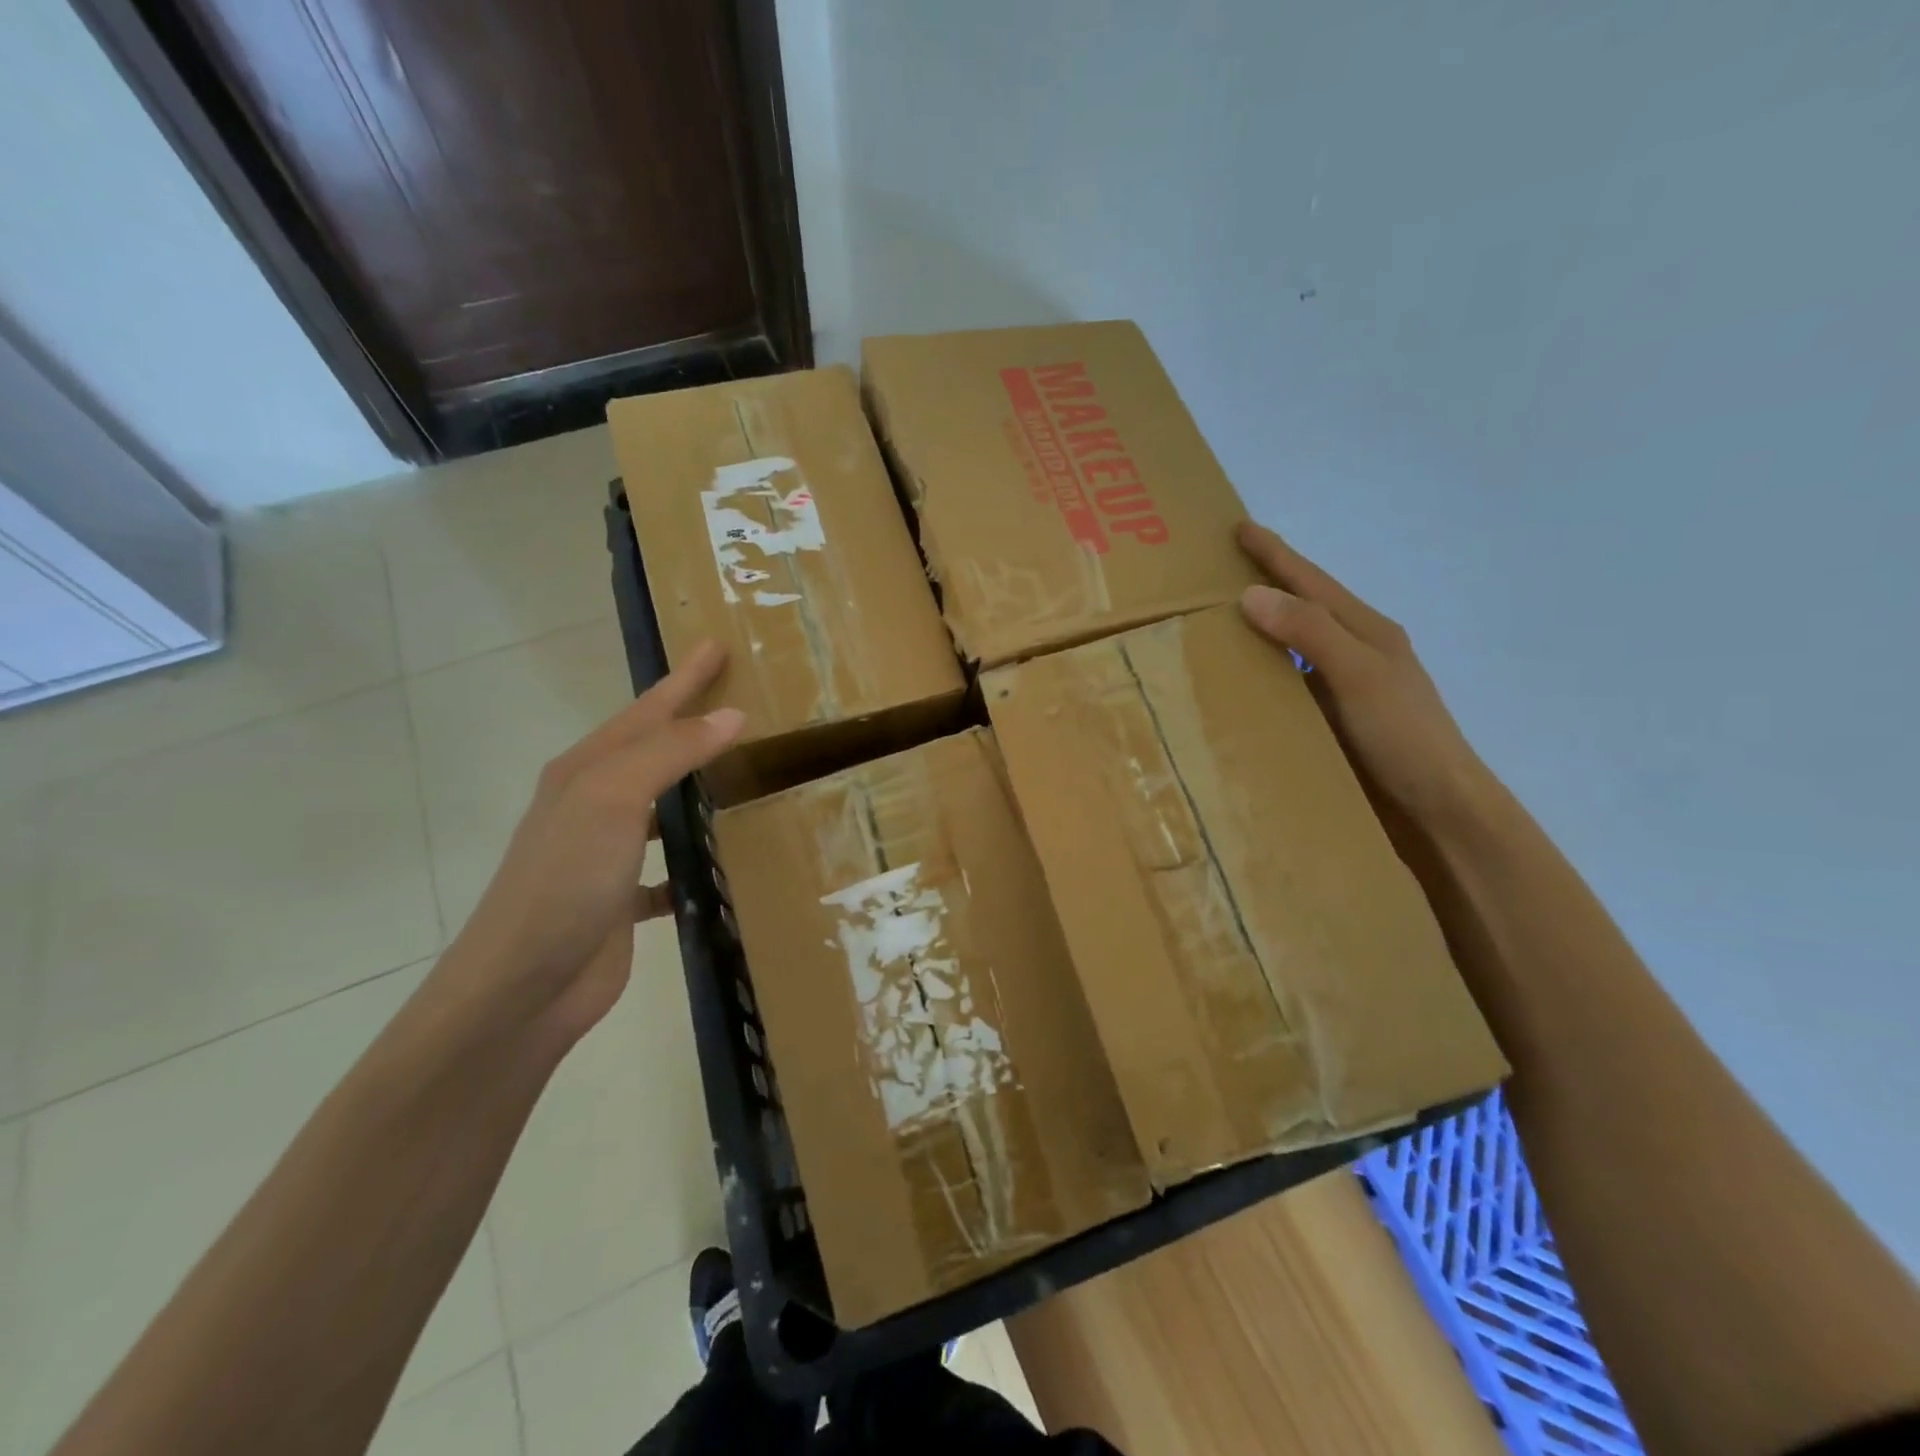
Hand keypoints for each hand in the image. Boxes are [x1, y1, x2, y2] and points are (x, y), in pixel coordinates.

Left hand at [446, 641, 743, 1041]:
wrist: (523, 986)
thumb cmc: (565, 880)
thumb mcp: (613, 800)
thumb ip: (671, 752)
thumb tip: (731, 714)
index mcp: (587, 771)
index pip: (647, 710)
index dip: (683, 677)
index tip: (717, 644)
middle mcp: (593, 804)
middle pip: (652, 751)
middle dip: (689, 724)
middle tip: (739, 703)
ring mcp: (605, 853)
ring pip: (662, 807)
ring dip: (695, 790)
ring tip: (740, 777)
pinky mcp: (620, 899)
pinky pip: (668, 869)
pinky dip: (693, 862)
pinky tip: (722, 865)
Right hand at [1236, 520, 1495, 829]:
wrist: (1437, 810)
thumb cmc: (1404, 736)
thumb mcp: (1359, 675)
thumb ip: (1310, 632)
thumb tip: (1251, 594)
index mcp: (1366, 633)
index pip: (1311, 583)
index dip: (1276, 554)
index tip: (1239, 528)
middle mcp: (1352, 654)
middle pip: (1300, 610)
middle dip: (1263, 586)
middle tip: (1216, 573)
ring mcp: (1341, 691)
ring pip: (1290, 651)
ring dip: (1256, 634)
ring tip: (1213, 627)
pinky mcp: (1329, 724)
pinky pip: (1286, 688)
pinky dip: (1259, 679)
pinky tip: (1234, 687)